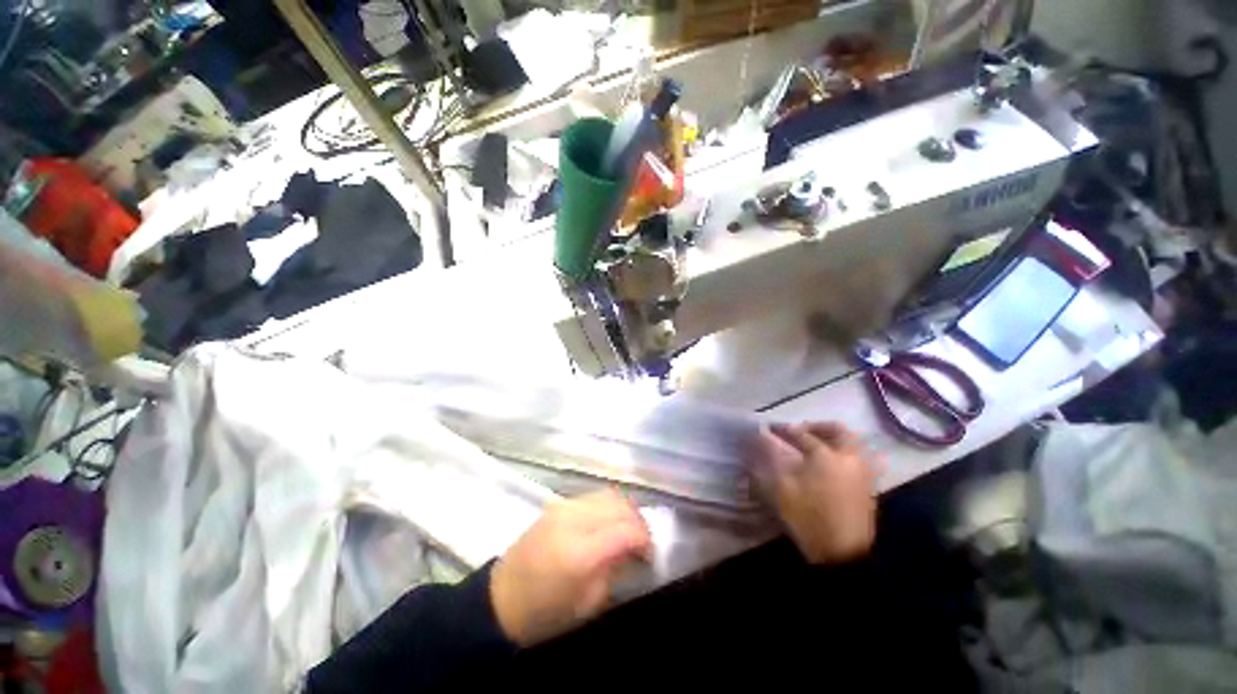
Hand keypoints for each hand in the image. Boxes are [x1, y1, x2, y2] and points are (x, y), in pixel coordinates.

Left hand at [490, 490, 651, 646]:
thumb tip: (634, 547)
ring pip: (609, 495)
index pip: (624, 530)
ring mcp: (564, 507)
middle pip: (619, 505)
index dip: (645, 538)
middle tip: (643, 541)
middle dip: (638, 521)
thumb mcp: (588, 602)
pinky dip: (609, 506)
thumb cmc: (546, 613)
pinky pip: (594, 496)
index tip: (651, 553)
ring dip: (625, 510)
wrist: (502, 598)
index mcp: (579, 552)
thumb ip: (615, 568)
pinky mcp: (558, 503)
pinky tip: (610, 521)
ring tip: (629, 529)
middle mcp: (573, 520)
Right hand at [749, 422, 880, 564]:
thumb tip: (759, 438)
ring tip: (815, 445)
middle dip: (817, 426)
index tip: (769, 428)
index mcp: (826, 456)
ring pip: (852, 443)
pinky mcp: (868, 486)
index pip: (801, 435)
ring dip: (833, 438)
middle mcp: (848, 458)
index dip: (783, 430)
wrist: (842, 554)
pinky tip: (828, 463)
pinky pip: (859, 458)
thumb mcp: (780, 488)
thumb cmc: (808, 518)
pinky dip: (844, 452)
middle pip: (838, 431)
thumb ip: (768, 459)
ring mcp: (862, 472)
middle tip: (800, 431)